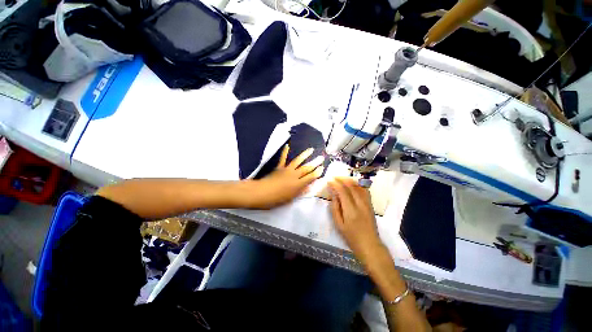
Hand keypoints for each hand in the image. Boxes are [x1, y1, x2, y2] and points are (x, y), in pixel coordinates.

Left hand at [246, 145, 324, 208]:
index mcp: (298, 184)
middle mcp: (294, 175)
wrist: (262, 193)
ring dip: (305, 155)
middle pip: (306, 168)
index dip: (317, 172)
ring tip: (311, 149)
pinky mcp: (279, 167)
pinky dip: (285, 152)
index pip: (311, 177)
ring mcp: (286, 170)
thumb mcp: (291, 198)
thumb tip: (310, 187)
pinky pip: (283, 158)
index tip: (322, 167)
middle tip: (321, 157)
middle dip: (315, 163)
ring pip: (297, 161)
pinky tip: (287, 145)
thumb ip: (301, 192)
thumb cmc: (276, 199)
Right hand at [328, 178, 383, 263]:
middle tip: (334, 178)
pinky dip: (358, 185)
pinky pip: (365, 191)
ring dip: (350, 181)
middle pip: (351, 186)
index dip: (335, 184)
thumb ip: (335, 208)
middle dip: (342, 179)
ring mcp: (367, 204)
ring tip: (342, 179)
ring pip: (359, 187)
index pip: (343, 192)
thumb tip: (333, 195)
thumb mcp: (339, 224)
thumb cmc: (351, 237)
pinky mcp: (371, 205)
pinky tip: (353, 185)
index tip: (329, 181)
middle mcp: (360, 204)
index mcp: (350, 210)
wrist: (370, 245)